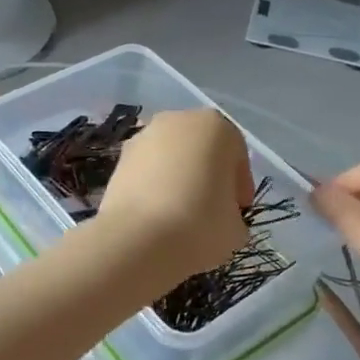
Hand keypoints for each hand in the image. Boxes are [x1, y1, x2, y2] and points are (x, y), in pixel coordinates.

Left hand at [96, 109, 252, 278]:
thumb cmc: (200, 224)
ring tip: (180, 214)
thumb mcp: (236, 227)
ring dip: (178, 178)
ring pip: (171, 157)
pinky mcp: (119, 158)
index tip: (238, 210)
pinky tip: (156, 214)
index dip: (240, 185)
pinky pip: (146, 170)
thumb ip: (233, 213)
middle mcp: (178, 120)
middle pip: (202, 149)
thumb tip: (222, 217)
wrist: (137, 238)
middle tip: (211, 209)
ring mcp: (144, 136)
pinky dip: (153, 186)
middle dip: (208, 175)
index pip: (236, 155)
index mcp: (216, 127)